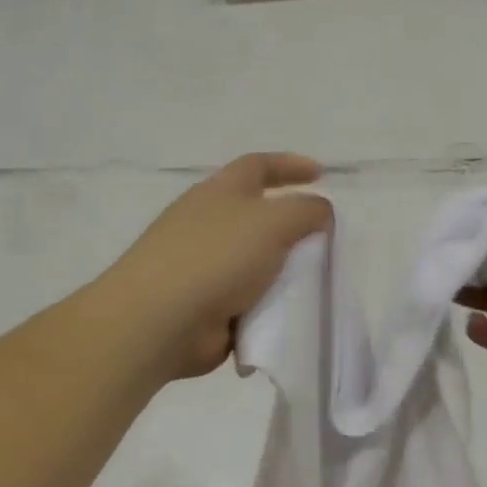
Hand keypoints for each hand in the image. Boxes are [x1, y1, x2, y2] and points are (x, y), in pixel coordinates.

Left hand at [102, 153, 331, 379]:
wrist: (162, 320)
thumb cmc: (217, 258)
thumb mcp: (272, 222)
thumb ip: (306, 211)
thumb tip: (320, 211)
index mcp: (220, 193)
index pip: (258, 166)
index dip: (290, 166)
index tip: (321, 174)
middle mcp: (209, 224)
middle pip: (257, 215)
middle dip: (289, 223)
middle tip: (323, 238)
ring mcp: (204, 266)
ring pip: (255, 260)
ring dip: (283, 268)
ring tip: (315, 280)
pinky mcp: (206, 305)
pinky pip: (249, 298)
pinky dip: (269, 303)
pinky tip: (290, 313)